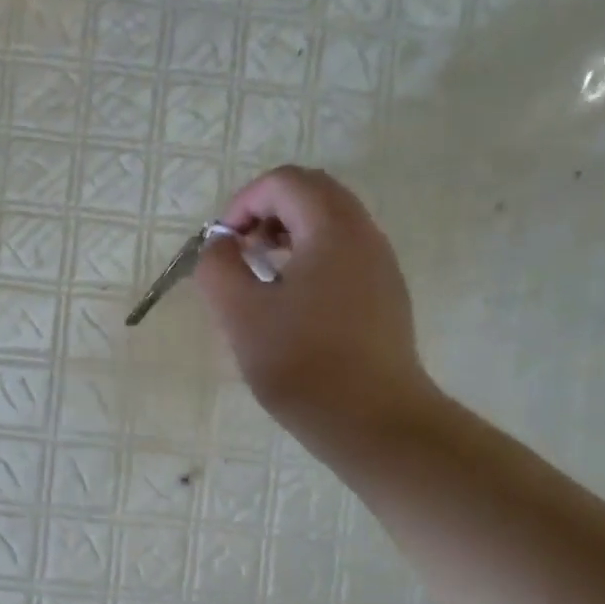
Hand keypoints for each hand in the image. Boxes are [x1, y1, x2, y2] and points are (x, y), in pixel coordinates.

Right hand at [195, 166, 437, 461]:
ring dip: (289, 237)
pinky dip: (311, 260)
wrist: (372, 421)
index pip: (284, 182)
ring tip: (260, 278)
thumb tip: (219, 245)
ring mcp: (381, 267)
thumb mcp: (240, 314)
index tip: (221, 244)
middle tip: (240, 253)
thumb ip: (218, 268)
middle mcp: (365, 235)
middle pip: (313, 195)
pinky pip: (344, 257)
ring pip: (331, 226)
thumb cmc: (302, 364)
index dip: (243, 202)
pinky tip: (292, 306)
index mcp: (332, 229)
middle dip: (267, 213)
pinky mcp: (386, 298)